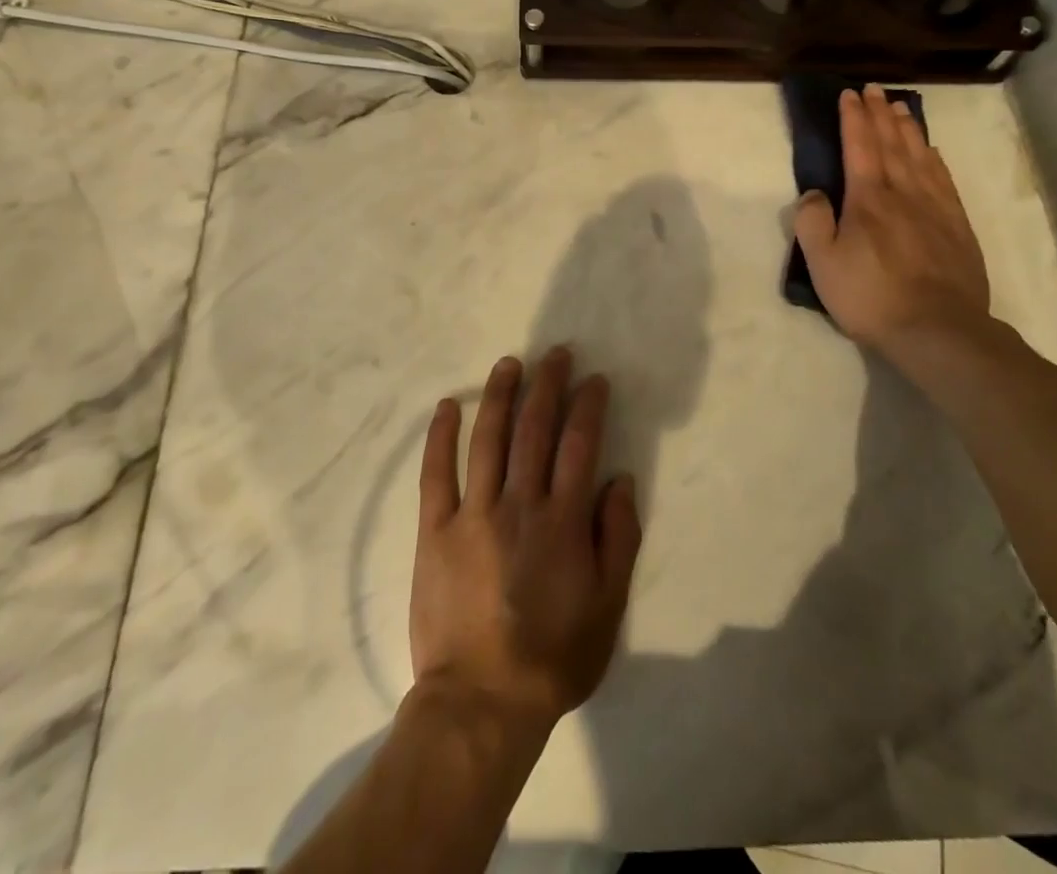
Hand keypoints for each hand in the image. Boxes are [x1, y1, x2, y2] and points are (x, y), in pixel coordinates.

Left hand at [410, 349, 641, 736]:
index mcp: (563, 520)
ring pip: (488, 439)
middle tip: (555, 354)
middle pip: (535, 429)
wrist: (482, 702)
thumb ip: (618, 538)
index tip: (593, 379)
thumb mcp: (608, 606)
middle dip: (547, 385)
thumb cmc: (553, 656)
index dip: (588, 406)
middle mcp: (520, 504)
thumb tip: (620, 480)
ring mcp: (473, 513)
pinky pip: (436, 473)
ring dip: (499, 395)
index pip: (580, 445)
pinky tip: (447, 407)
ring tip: (509, 363)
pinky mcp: (436, 530)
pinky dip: (441, 437)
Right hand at [794, 86, 991, 360]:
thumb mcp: (823, 264)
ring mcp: (936, 208)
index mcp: (868, 199)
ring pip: (920, 157)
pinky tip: (932, 152)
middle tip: (875, 89)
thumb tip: (814, 193)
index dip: (854, 118)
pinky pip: (944, 180)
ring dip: (908, 129)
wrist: (938, 330)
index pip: (859, 147)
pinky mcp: (958, 227)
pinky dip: (935, 159)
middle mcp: (903, 193)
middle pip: (892, 144)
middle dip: (880, 114)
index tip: (850, 94)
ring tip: (901, 108)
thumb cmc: (871, 296)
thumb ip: (812, 222)